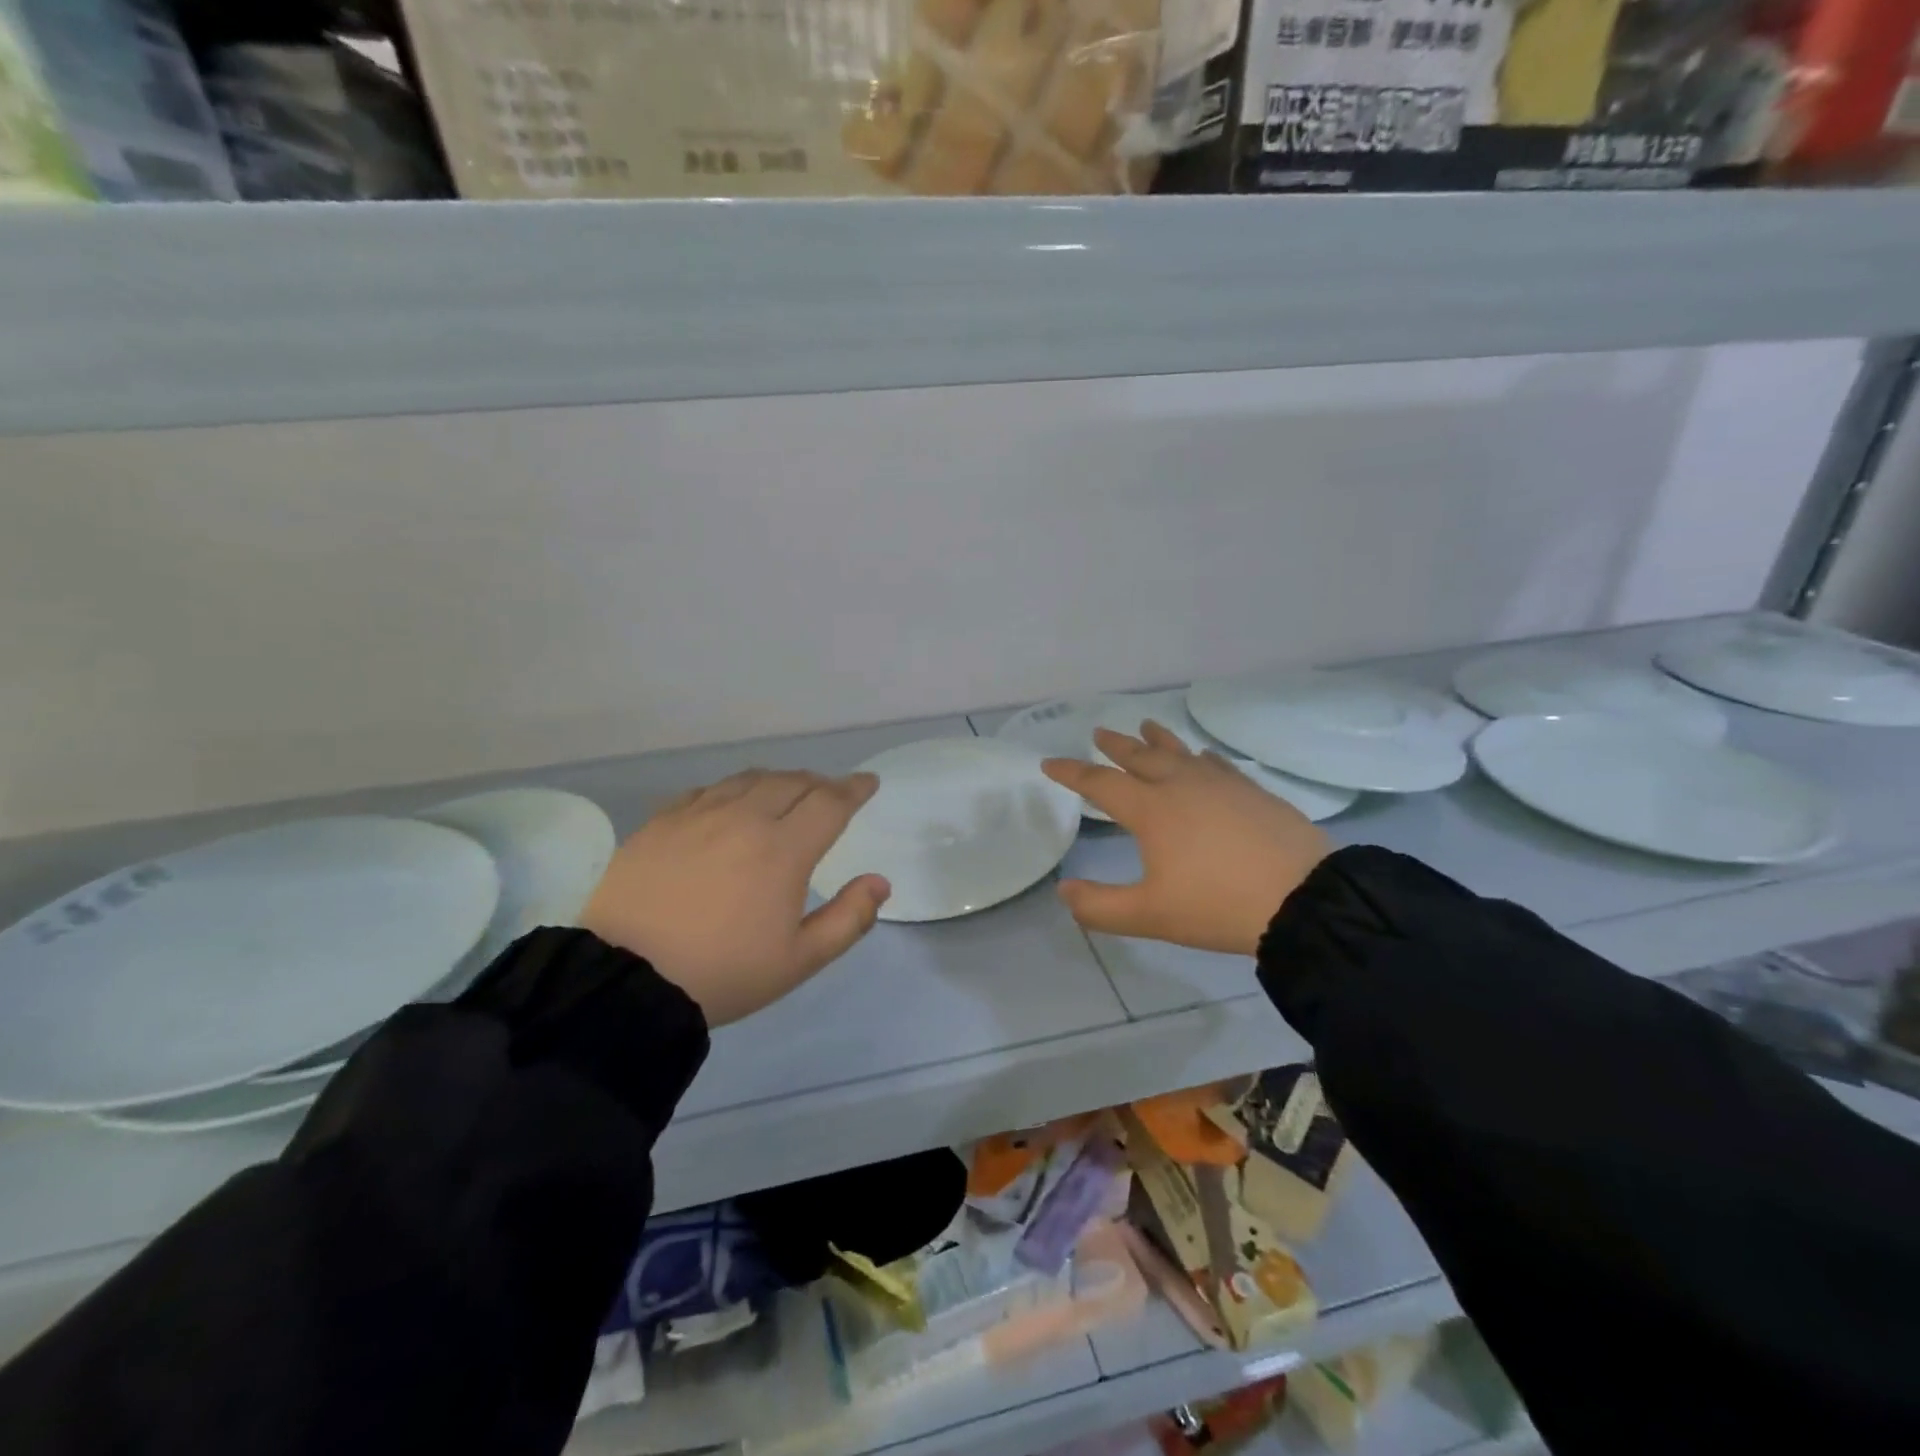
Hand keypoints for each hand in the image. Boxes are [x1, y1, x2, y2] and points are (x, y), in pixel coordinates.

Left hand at [580, 770, 890, 1025]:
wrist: (625, 980)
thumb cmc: (723, 973)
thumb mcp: (799, 960)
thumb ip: (848, 918)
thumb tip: (880, 882)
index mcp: (783, 849)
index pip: (831, 802)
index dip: (855, 789)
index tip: (868, 783)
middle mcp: (744, 818)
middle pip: (792, 782)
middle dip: (819, 783)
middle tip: (830, 794)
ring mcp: (698, 815)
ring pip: (749, 779)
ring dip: (778, 781)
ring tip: (785, 792)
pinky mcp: (661, 822)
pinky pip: (707, 790)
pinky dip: (732, 790)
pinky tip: (729, 804)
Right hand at [1043, 723, 1330, 956]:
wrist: (1302, 898)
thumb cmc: (1217, 905)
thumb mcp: (1149, 915)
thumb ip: (1099, 906)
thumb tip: (1064, 891)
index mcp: (1151, 810)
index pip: (1100, 783)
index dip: (1072, 773)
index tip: (1050, 762)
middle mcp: (1181, 785)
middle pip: (1140, 757)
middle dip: (1115, 745)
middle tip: (1099, 732)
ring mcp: (1220, 784)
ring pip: (1180, 752)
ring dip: (1158, 739)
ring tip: (1145, 725)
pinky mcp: (1252, 791)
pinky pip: (1217, 764)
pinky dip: (1201, 756)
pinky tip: (1203, 756)